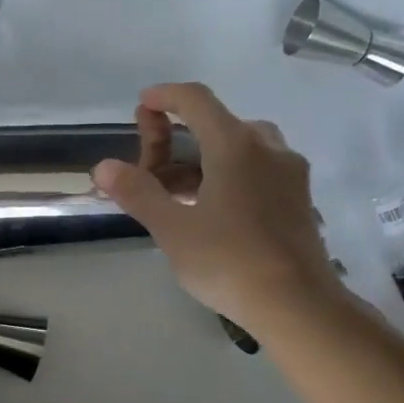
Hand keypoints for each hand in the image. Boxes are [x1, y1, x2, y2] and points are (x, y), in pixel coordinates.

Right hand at [93, 82, 343, 333]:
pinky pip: (258, 169)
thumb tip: (103, 167)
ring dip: (204, 159)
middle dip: (179, 137)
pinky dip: (229, 175)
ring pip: (240, 148)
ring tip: (176, 193)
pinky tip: (212, 209)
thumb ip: (138, 192)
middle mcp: (268, 148)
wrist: (298, 305)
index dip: (164, 97)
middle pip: (217, 124)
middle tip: (150, 169)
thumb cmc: (229, 261)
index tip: (142, 106)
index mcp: (235, 145)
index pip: (196, 100)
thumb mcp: (172, 229)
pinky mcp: (299, 199)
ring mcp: (289, 173)